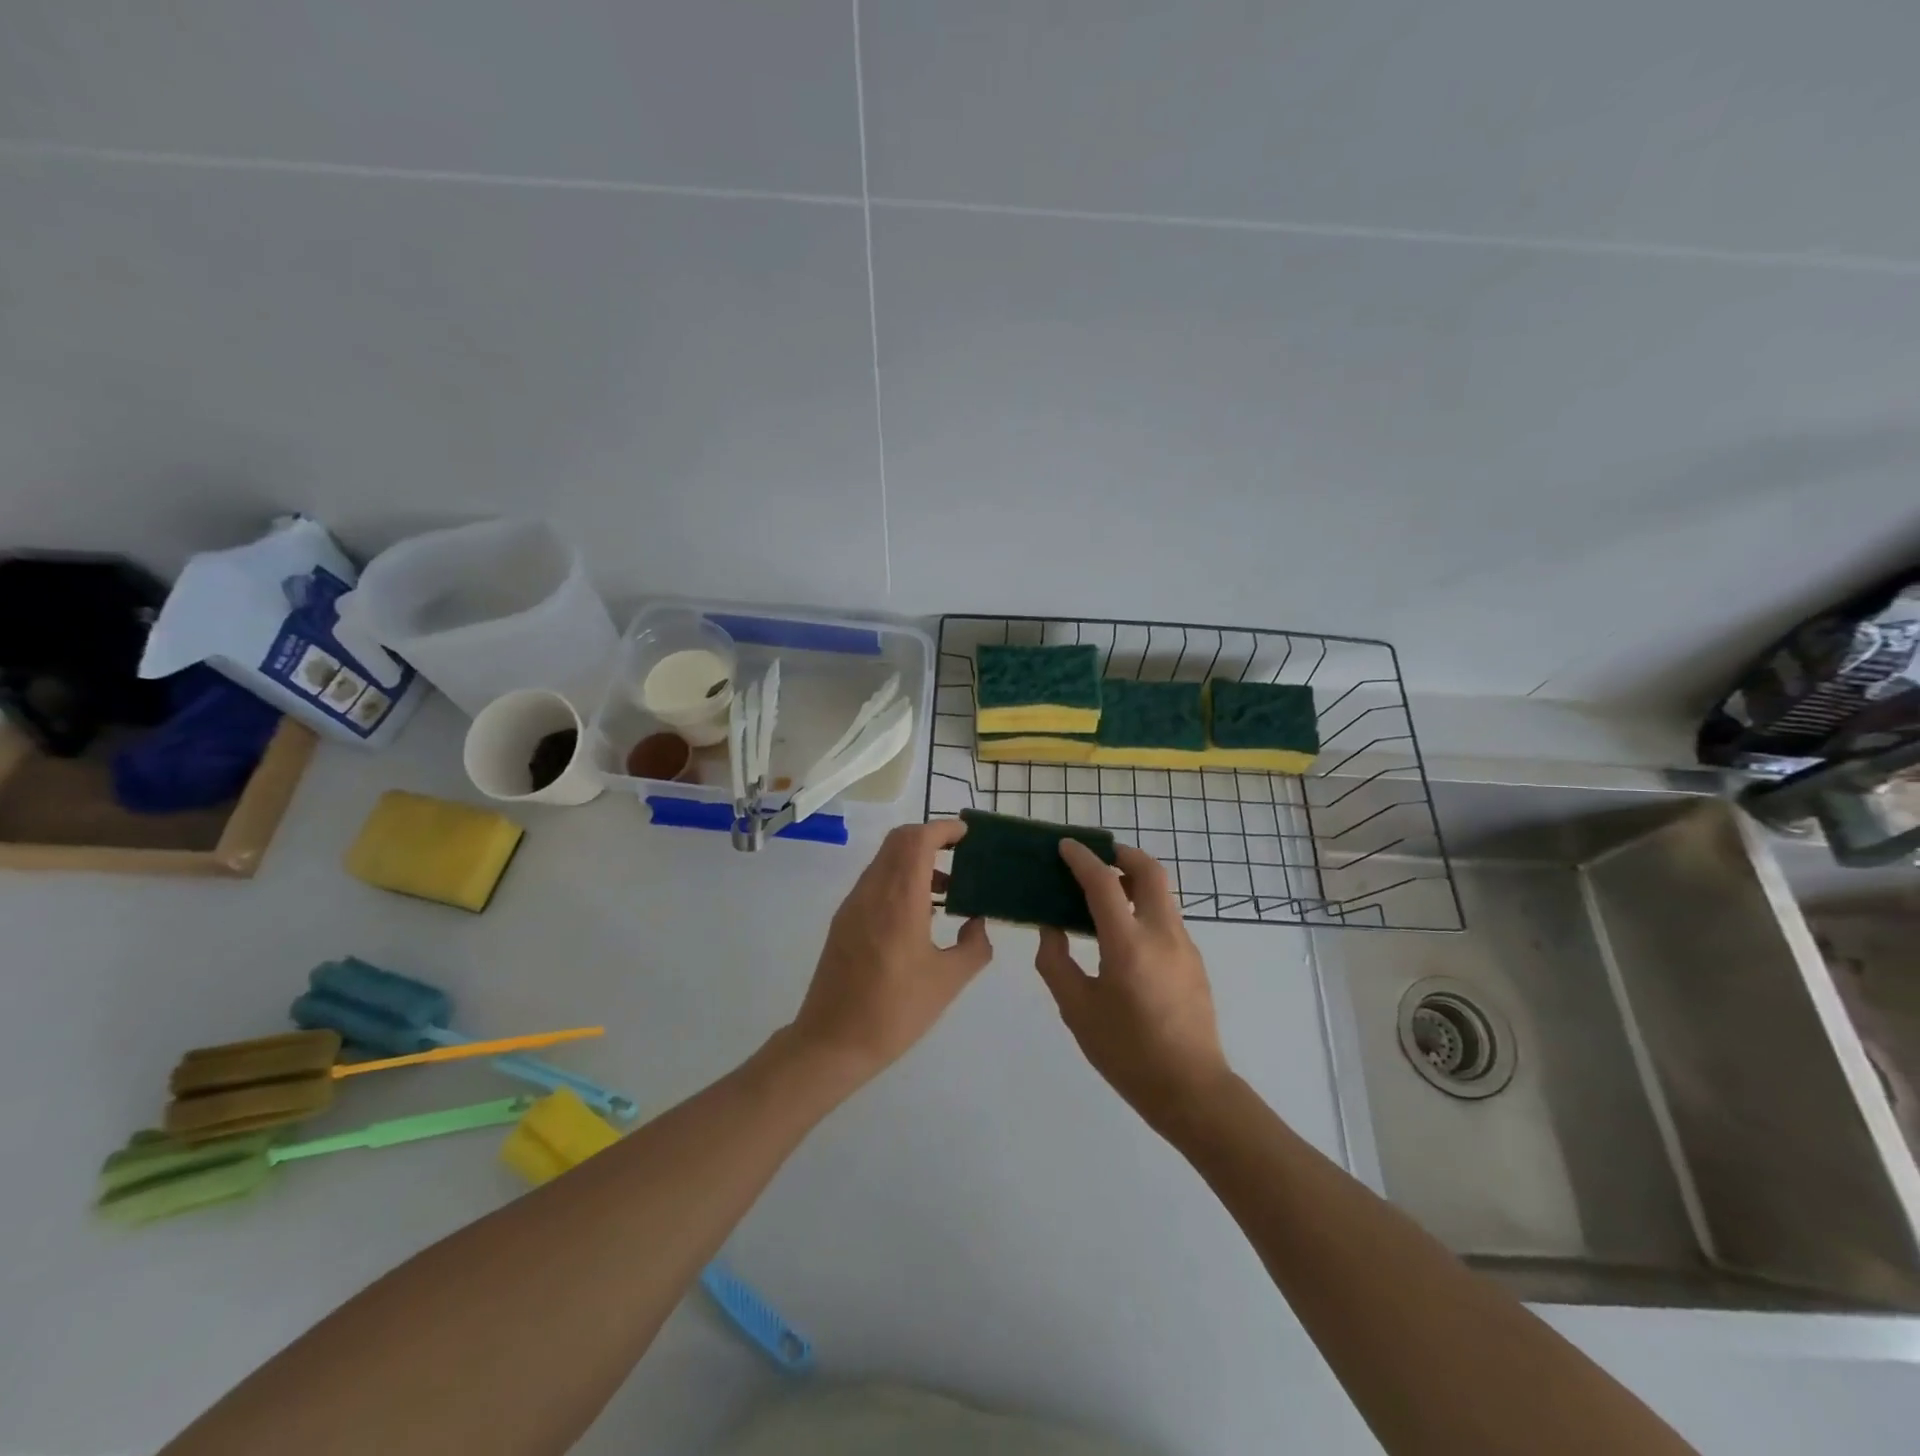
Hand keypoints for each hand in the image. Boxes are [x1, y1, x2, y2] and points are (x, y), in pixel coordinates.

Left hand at [788, 820, 992, 1084]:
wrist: (831, 1042)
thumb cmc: (894, 1011)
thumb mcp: (947, 981)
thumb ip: (974, 946)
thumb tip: (978, 923)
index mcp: (899, 900)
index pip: (918, 840)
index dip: (943, 828)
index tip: (968, 835)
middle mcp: (872, 891)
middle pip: (899, 841)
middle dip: (930, 837)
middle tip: (961, 854)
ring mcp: (853, 904)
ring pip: (885, 860)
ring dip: (915, 860)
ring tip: (948, 889)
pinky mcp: (844, 921)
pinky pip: (875, 882)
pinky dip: (900, 879)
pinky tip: (920, 913)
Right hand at [1035, 840, 1232, 1134]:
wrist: (1192, 1090)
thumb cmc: (1127, 1052)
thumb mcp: (1077, 1010)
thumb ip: (1056, 962)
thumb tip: (1051, 929)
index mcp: (1128, 944)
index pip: (1104, 883)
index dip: (1082, 859)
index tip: (1065, 846)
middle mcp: (1162, 933)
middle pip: (1149, 871)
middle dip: (1122, 854)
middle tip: (1096, 856)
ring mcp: (1185, 945)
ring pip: (1162, 893)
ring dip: (1134, 880)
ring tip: (1105, 893)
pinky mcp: (1195, 961)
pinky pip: (1166, 918)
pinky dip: (1144, 907)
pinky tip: (1124, 935)